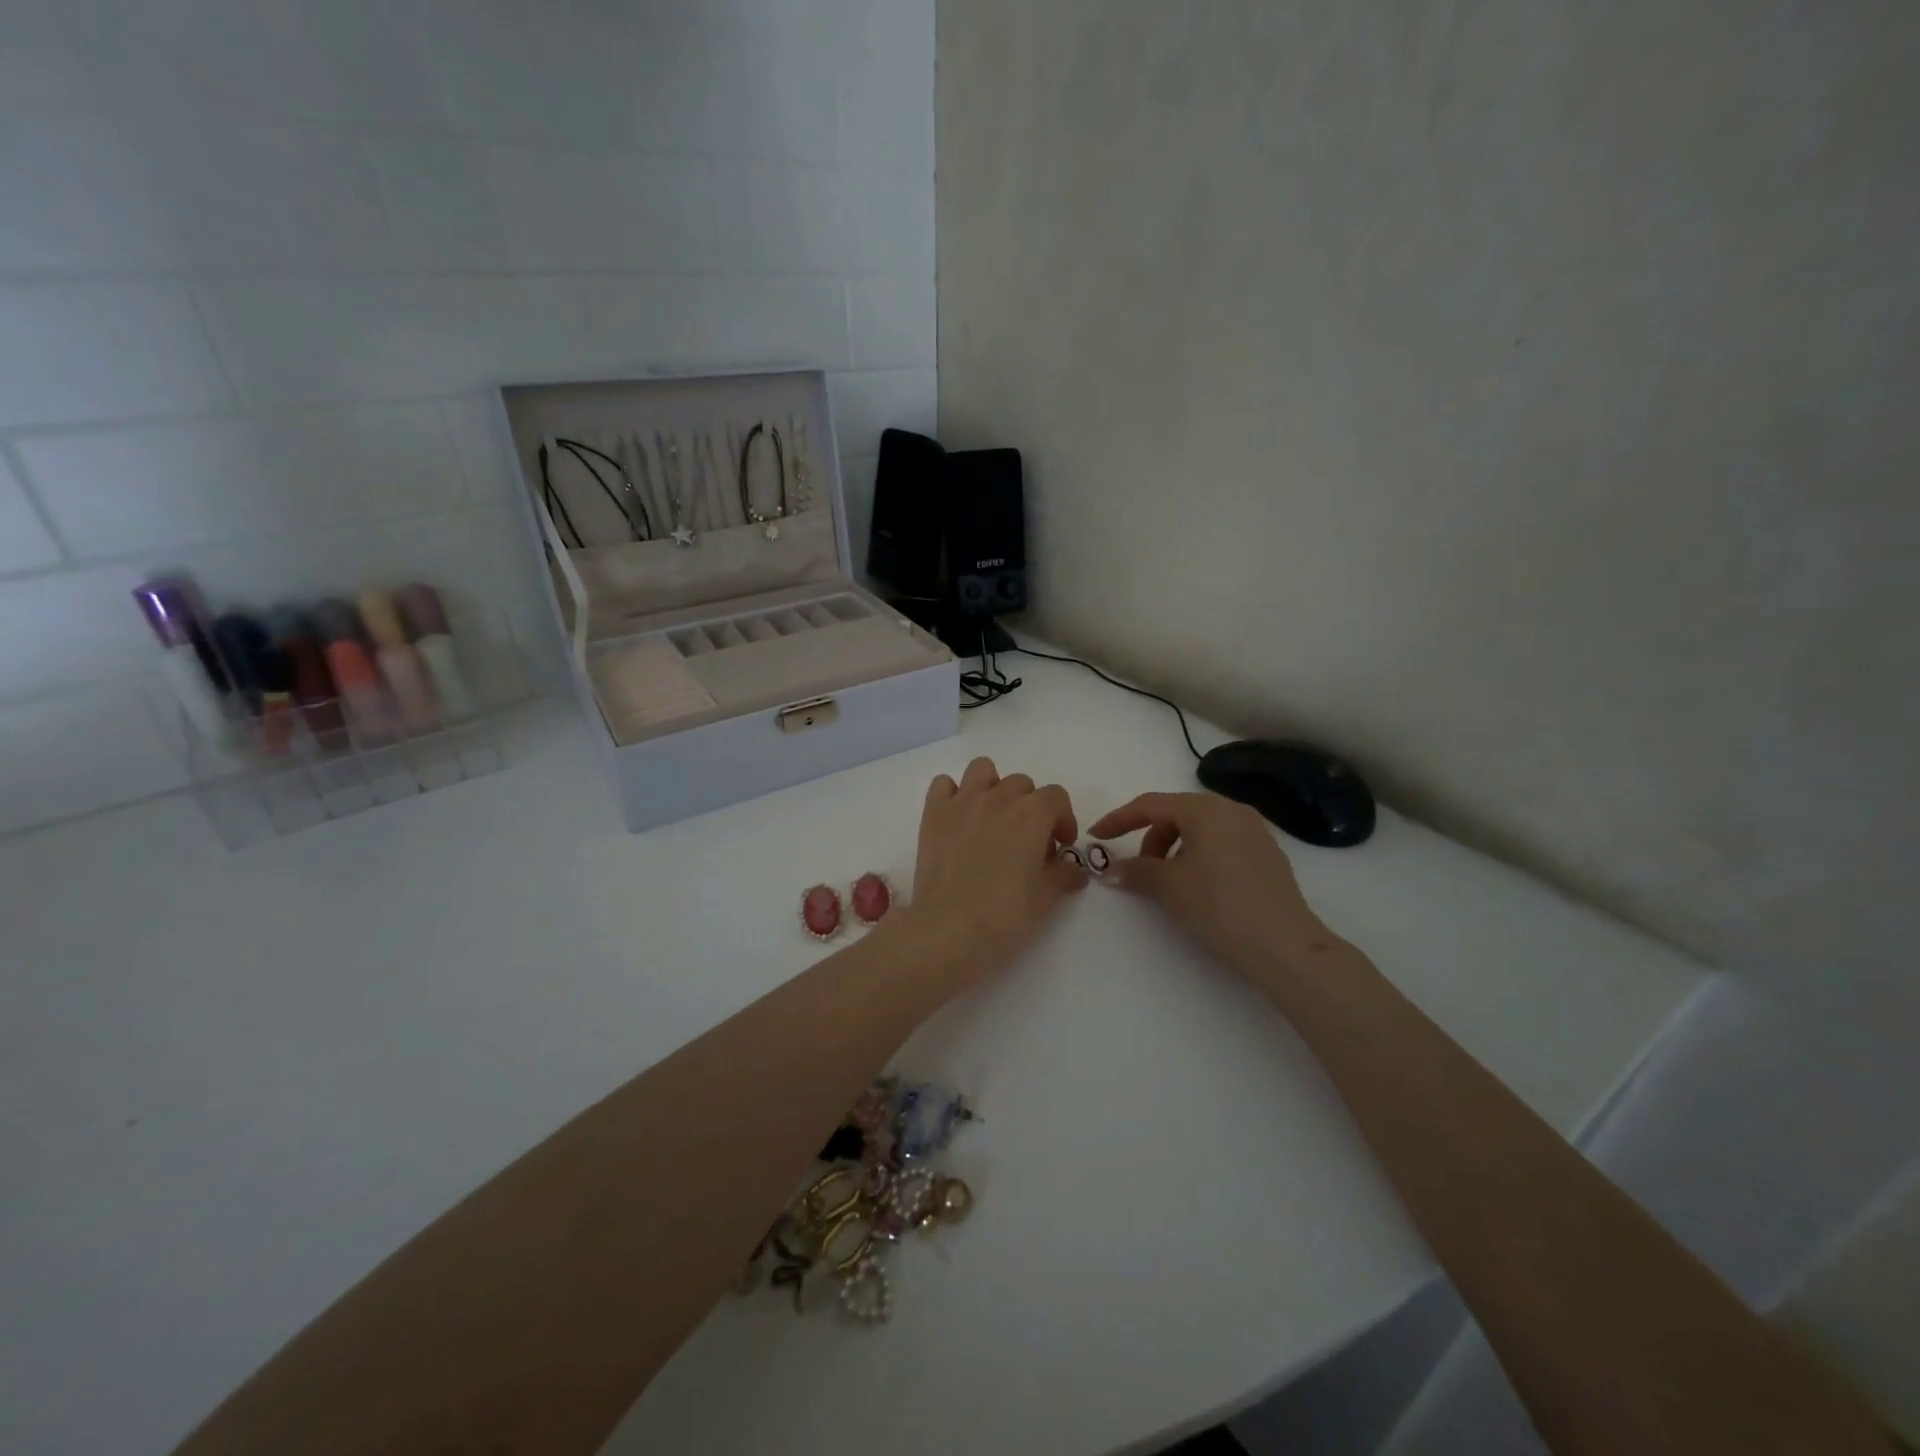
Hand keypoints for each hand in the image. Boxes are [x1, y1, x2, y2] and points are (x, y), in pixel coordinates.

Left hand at [903, 756, 1085, 981]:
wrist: (949, 930)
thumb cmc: (1005, 916)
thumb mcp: (1047, 898)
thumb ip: (1064, 875)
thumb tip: (1074, 869)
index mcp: (1032, 813)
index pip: (1057, 797)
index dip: (1063, 820)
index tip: (1060, 847)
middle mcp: (998, 797)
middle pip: (1022, 784)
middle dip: (1030, 807)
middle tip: (1027, 842)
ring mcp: (962, 801)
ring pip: (983, 770)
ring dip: (993, 787)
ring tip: (993, 819)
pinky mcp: (933, 814)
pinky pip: (943, 784)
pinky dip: (952, 795)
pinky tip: (958, 820)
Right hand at [1089, 792, 1330, 974]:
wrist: (1283, 944)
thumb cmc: (1218, 905)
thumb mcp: (1169, 886)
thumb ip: (1136, 870)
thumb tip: (1113, 869)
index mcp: (1204, 809)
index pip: (1150, 804)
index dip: (1118, 819)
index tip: (1096, 836)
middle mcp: (1231, 809)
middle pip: (1177, 813)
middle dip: (1150, 837)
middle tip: (1139, 869)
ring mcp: (1254, 830)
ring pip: (1200, 828)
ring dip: (1175, 848)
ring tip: (1169, 881)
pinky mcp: (1267, 853)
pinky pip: (1221, 842)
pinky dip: (1199, 855)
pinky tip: (1199, 886)